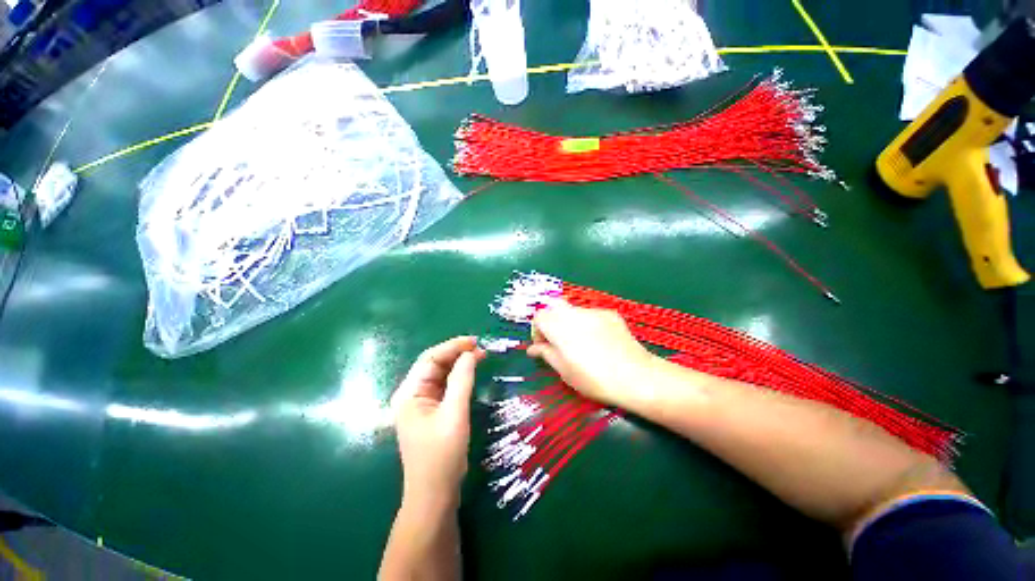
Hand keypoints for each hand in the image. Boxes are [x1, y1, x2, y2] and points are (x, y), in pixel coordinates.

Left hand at [392, 336, 484, 503]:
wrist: (434, 495)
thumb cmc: (442, 455)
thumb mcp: (454, 414)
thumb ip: (461, 380)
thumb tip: (470, 354)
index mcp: (410, 393)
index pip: (430, 358)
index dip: (452, 346)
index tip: (475, 341)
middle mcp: (412, 394)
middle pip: (434, 364)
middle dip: (457, 353)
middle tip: (481, 348)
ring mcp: (421, 403)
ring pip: (441, 374)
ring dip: (459, 363)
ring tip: (480, 356)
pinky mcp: (431, 411)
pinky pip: (445, 386)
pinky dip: (459, 377)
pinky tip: (471, 372)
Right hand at [528, 303, 655, 407]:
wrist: (635, 376)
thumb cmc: (594, 378)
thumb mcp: (564, 371)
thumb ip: (546, 354)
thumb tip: (534, 348)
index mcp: (559, 326)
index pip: (539, 316)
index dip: (537, 331)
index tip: (543, 346)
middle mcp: (574, 313)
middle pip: (553, 306)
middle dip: (551, 321)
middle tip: (557, 341)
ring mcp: (594, 311)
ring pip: (572, 310)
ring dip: (568, 322)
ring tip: (580, 343)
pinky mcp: (609, 314)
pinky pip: (590, 314)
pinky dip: (587, 323)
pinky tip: (598, 341)